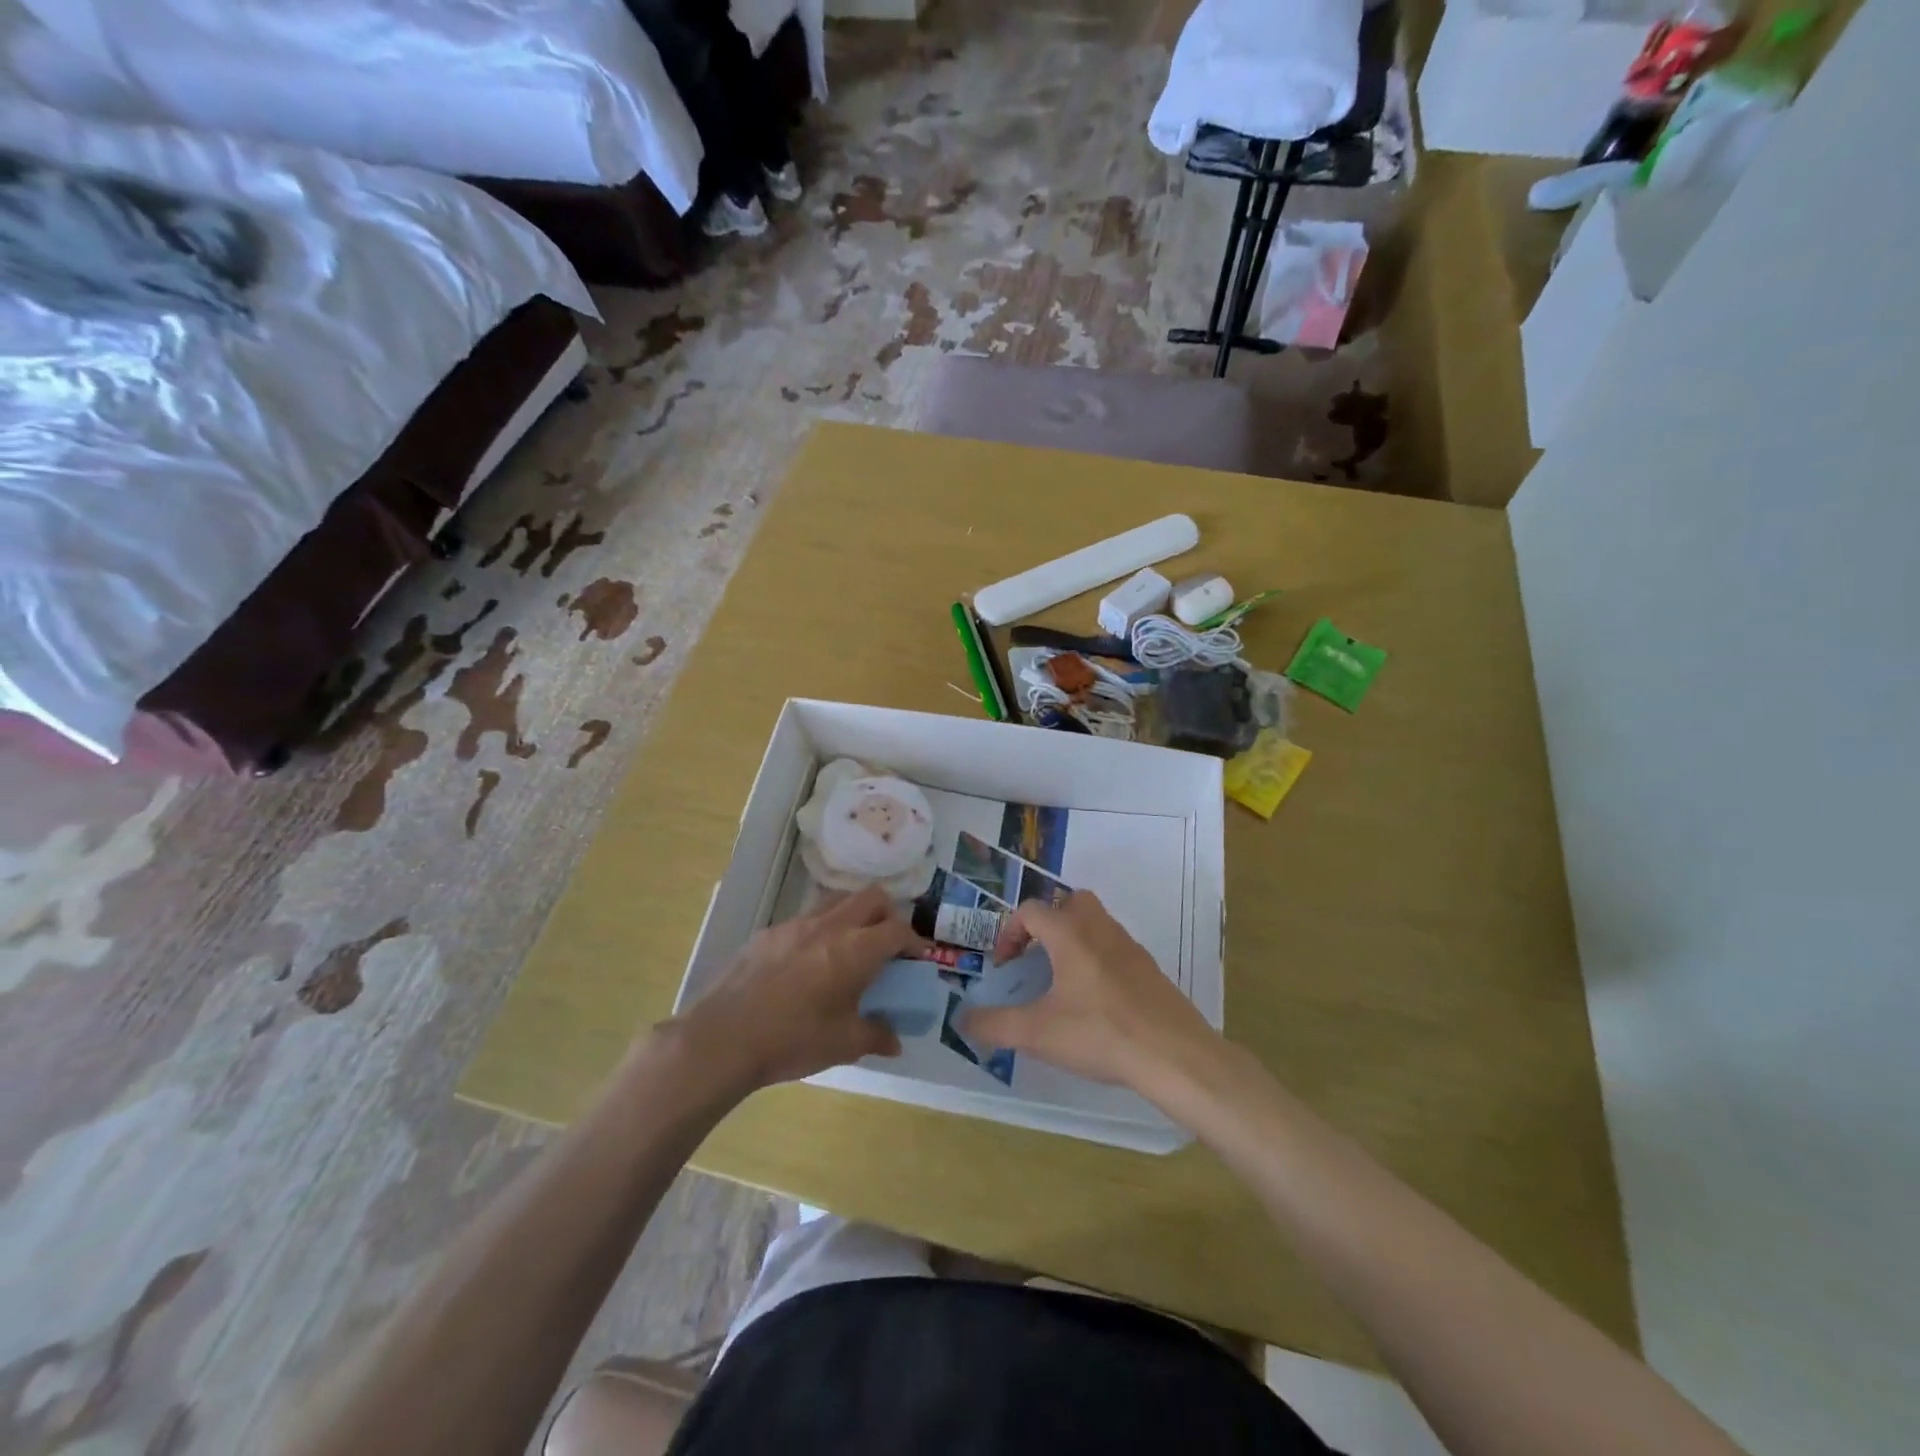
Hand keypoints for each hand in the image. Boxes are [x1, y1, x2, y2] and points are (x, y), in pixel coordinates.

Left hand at [669, 886, 921, 1093]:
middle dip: (888, 915)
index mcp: (855, 949)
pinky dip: (819, 932)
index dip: (914, 941)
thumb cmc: (793, 1040)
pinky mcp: (768, 933)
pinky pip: (805, 920)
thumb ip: (876, 1036)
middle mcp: (830, 926)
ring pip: (837, 902)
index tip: (918, 958)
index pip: (898, 930)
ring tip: (849, 950)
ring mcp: (796, 924)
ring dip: (853, 917)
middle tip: (887, 945)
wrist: (723, 1037)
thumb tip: (895, 1041)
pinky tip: (807, 965)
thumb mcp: (843, 1045)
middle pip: (871, 897)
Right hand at [964, 891, 1221, 1095]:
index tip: (1005, 967)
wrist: (1174, 1055)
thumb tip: (963, 1019)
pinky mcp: (1150, 969)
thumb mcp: (1037, 1033)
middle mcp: (1100, 929)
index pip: (1031, 910)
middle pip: (1070, 902)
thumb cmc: (1100, 1034)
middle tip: (1037, 958)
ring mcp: (1130, 947)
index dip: (1009, 933)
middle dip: (1048, 922)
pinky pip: (1116, 948)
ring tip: (1062, 981)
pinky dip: (1098, 960)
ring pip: (1096, 923)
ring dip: (1074, 939)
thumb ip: (995, 1024)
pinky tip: (1095, 1001)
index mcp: (1070, 934)